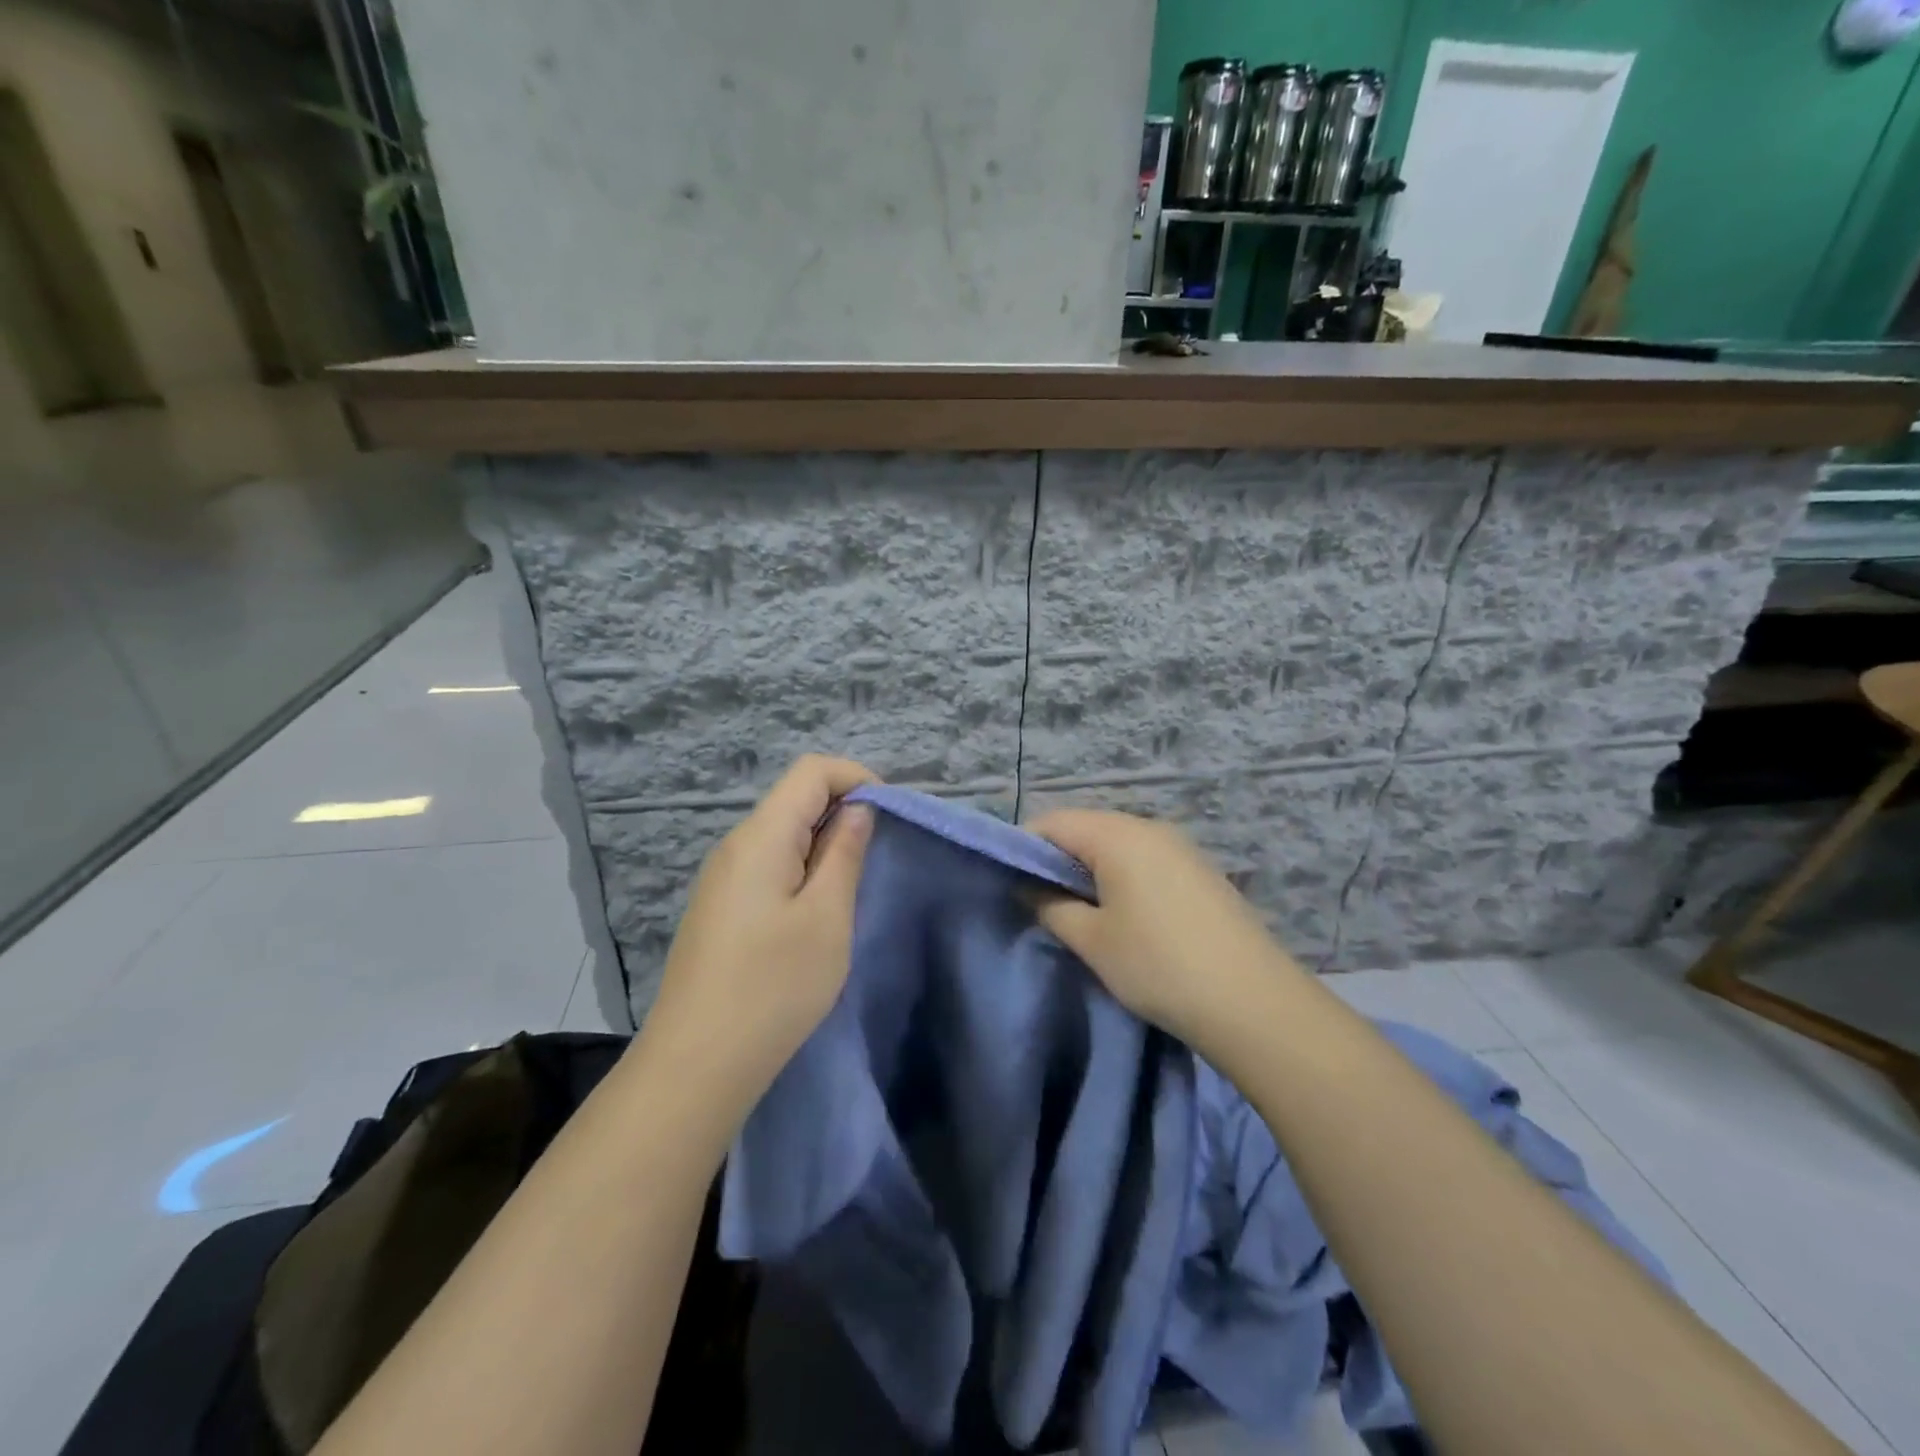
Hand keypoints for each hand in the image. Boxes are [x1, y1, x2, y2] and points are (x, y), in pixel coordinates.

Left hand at [645, 755, 876, 1107]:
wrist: (696, 1064)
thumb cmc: (773, 987)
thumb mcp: (827, 917)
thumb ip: (844, 853)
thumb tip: (858, 809)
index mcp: (761, 836)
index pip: (812, 771)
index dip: (857, 778)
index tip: (889, 818)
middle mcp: (736, 845)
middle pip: (795, 798)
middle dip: (843, 811)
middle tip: (877, 858)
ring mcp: (723, 877)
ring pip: (783, 833)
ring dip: (824, 844)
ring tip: (850, 889)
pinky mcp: (721, 907)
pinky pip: (769, 864)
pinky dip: (802, 869)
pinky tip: (814, 913)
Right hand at [1028, 809, 1298, 1048]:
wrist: (1253, 1002)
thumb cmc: (1158, 965)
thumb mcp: (1092, 940)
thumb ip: (1050, 906)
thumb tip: (1028, 887)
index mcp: (1118, 834)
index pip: (1052, 822)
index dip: (1023, 848)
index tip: (1009, 884)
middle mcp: (1149, 827)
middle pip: (1085, 829)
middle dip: (1056, 860)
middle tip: (1040, 903)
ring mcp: (1180, 847)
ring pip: (1116, 845)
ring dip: (1090, 871)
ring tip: (1079, 914)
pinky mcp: (1199, 871)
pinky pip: (1145, 860)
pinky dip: (1121, 878)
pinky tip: (1123, 917)